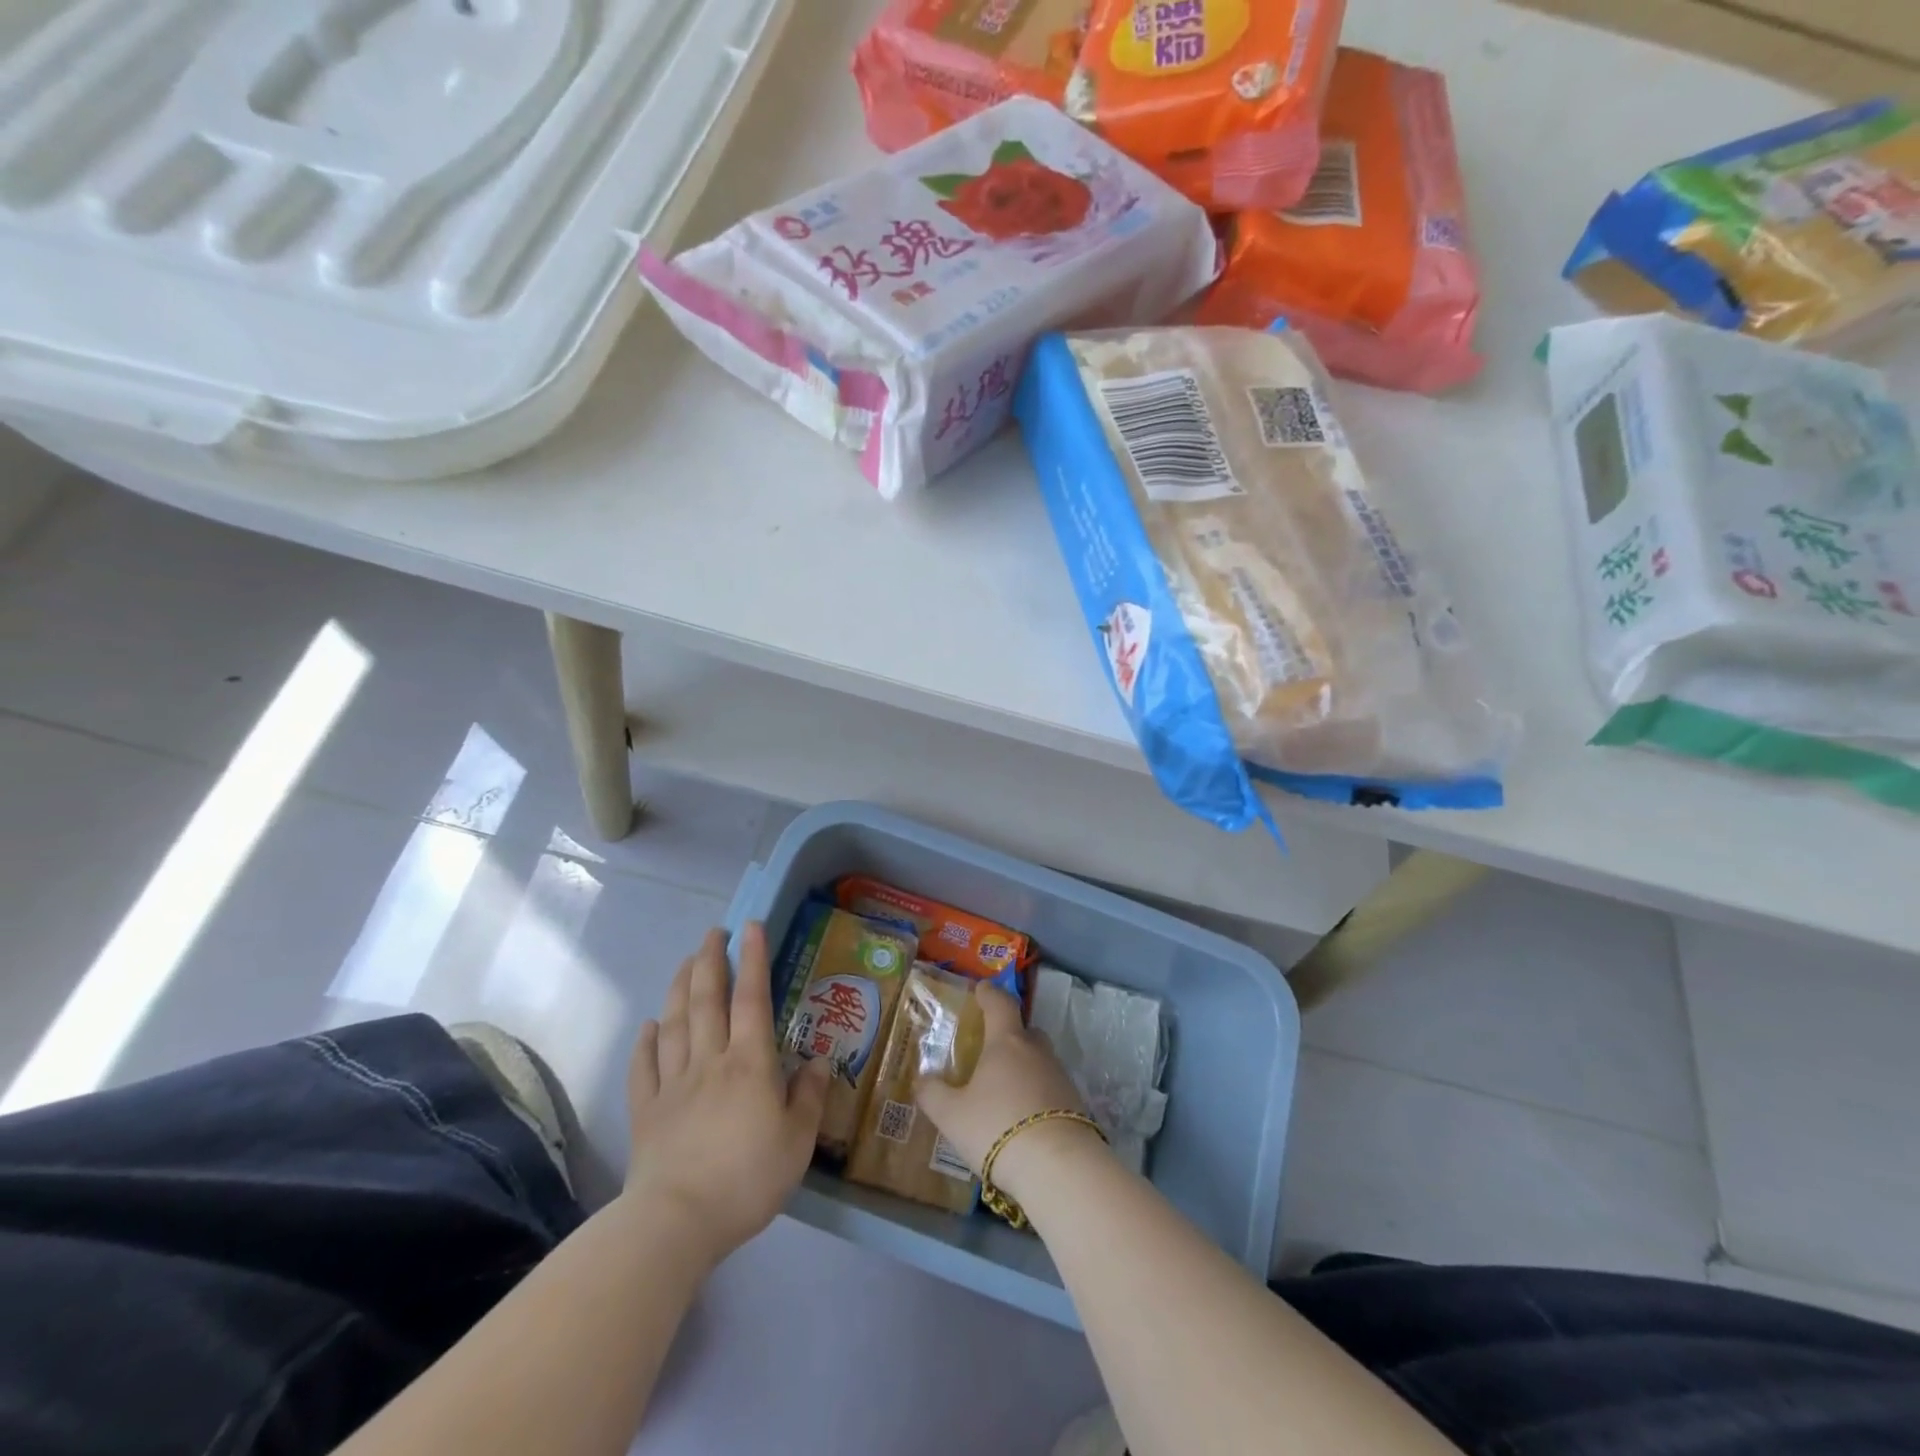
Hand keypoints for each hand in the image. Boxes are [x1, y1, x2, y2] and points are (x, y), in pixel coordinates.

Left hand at [624, 924, 829, 1264]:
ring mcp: (673, 1084)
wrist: (676, 1223)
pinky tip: (650, 1026)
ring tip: (684, 961)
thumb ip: (810, 1096)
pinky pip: (644, 1066)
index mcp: (749, 1063)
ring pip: (674, 1023)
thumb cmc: (746, 1179)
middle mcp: (709, 1061)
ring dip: (678, 987)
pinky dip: (646, 1041)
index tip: (750, 927)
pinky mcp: (646, 1111)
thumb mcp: (797, 1141)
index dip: (753, 959)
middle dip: (710, 960)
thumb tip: (820, 1060)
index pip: (752, 998)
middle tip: (712, 933)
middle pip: (706, 1000)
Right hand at [914, 983, 1104, 1201]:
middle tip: (991, 1047)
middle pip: (1025, 1030)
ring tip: (1005, 1088)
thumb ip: (932, 1094)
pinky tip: (1024, 1115)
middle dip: (1010, 1033)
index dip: (989, 994)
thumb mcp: (952, 1115)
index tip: (981, 989)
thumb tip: (921, 1079)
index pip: (1000, 1004)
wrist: (1058, 1167)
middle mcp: (1036, 1051)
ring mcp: (1060, 1076)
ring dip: (1024, 1066)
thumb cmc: (996, 1127)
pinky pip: (1051, 1087)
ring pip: (1040, 1059)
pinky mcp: (1075, 1104)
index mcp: (1006, 1041)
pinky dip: (1037, 1092)